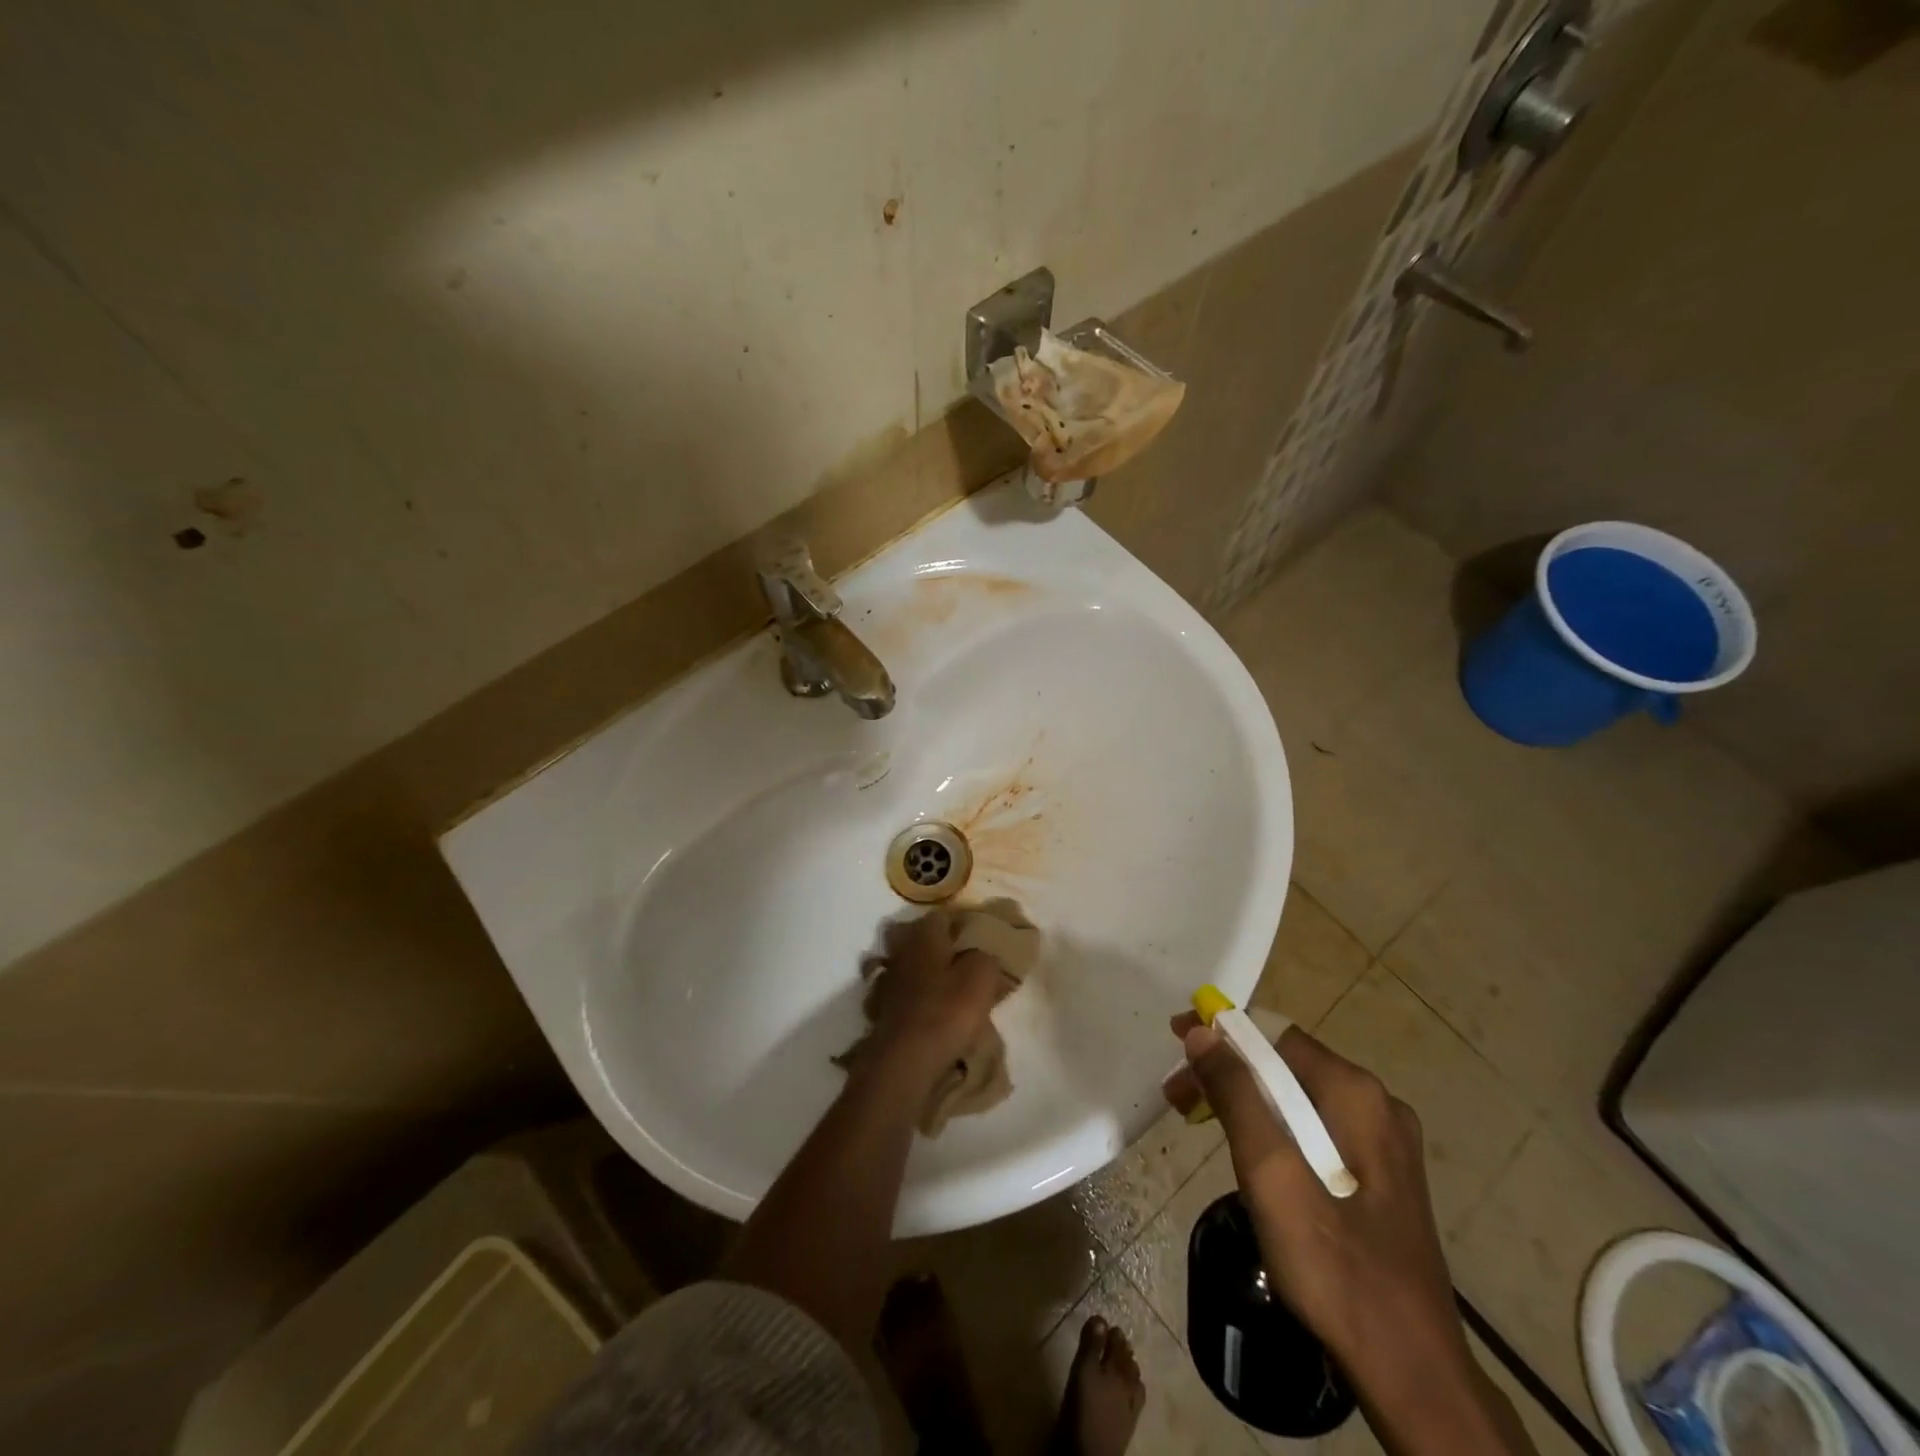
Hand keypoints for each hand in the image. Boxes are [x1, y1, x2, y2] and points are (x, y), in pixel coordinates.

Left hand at [863, 912, 1012, 1079]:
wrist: (904, 1061)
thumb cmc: (947, 1011)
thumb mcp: (982, 976)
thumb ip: (986, 955)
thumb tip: (983, 951)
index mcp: (924, 934)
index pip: (944, 915)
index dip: (964, 925)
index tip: (982, 941)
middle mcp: (902, 949)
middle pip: (923, 938)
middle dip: (942, 947)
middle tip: (967, 963)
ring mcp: (889, 979)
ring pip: (913, 965)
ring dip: (929, 972)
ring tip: (954, 989)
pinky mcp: (884, 1008)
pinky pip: (906, 992)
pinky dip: (918, 997)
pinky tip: (934, 1010)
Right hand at [1162, 1013, 1471, 1392]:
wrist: (1410, 1371)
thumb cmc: (1332, 1263)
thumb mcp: (1270, 1171)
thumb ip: (1235, 1093)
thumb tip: (1202, 1031)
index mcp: (1355, 1093)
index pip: (1273, 1035)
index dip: (1220, 1035)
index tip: (1176, 1047)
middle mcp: (1377, 1104)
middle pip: (1285, 1065)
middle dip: (1228, 1073)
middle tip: (1179, 1098)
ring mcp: (1385, 1142)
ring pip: (1299, 1098)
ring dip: (1246, 1102)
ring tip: (1203, 1125)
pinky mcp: (1383, 1176)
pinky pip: (1316, 1129)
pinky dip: (1275, 1129)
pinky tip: (1252, 1158)